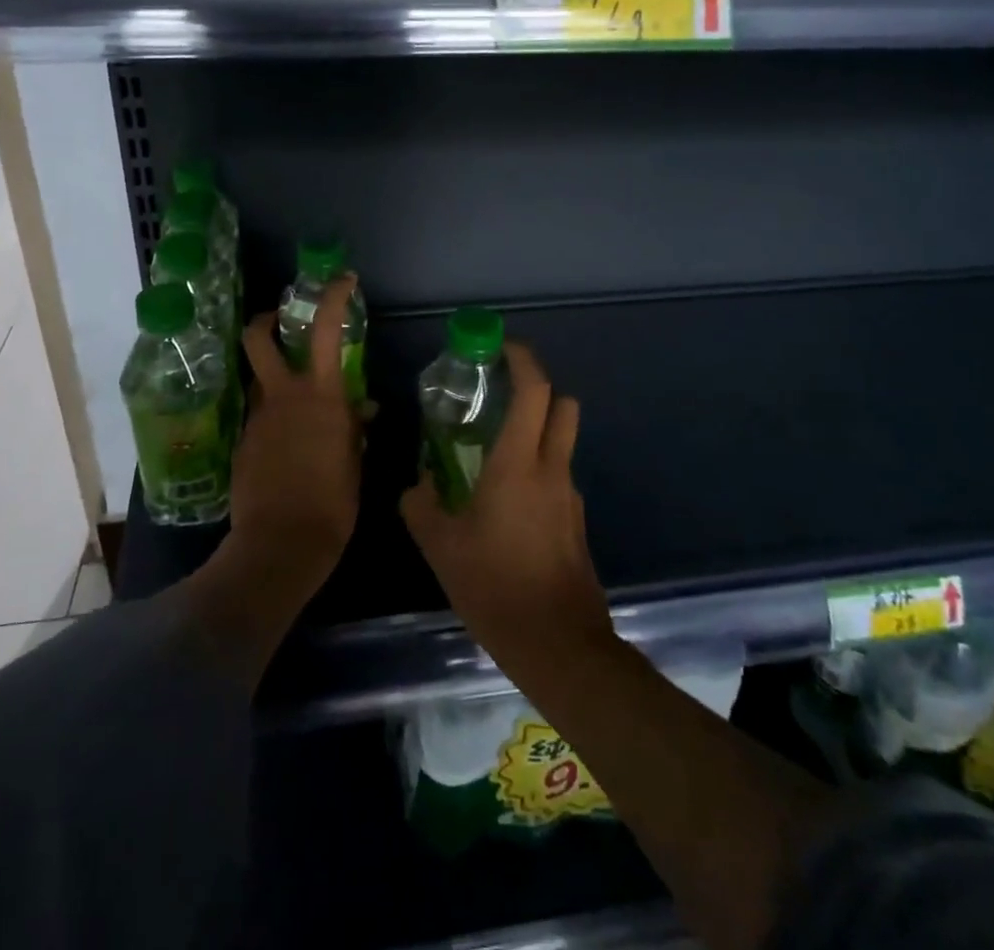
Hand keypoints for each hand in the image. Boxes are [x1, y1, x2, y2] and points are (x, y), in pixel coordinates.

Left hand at [230, 275, 363, 586]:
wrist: (280, 545)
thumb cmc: (332, 504)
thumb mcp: (354, 463)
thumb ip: (353, 429)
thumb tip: (361, 411)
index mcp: (320, 397)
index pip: (324, 330)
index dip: (332, 297)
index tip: (342, 280)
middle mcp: (283, 397)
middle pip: (258, 338)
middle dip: (266, 321)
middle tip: (280, 321)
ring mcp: (256, 419)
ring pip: (260, 381)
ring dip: (275, 380)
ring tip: (298, 408)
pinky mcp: (241, 444)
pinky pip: (258, 418)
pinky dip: (273, 420)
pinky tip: (288, 449)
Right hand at [400, 342, 613, 677]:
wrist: (558, 646)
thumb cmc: (495, 587)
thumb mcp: (442, 547)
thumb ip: (421, 506)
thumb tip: (417, 484)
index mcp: (518, 464)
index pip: (535, 391)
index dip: (523, 360)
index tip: (503, 347)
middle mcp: (552, 470)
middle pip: (563, 405)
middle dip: (539, 388)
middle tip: (502, 394)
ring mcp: (570, 497)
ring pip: (562, 442)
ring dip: (536, 432)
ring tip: (493, 454)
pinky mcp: (576, 523)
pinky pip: (558, 477)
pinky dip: (537, 470)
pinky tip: (507, 504)